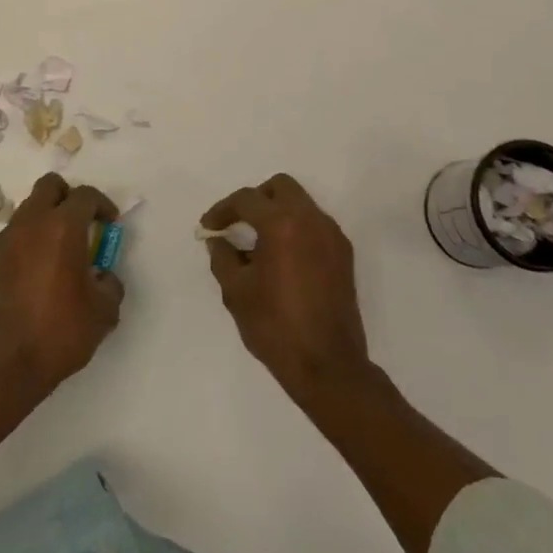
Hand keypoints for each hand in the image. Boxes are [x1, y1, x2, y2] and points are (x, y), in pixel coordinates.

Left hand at [0, 173, 124, 396]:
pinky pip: (18, 229)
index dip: (103, 205)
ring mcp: (9, 238)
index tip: (111, 223)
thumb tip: (102, 276)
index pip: (85, 196)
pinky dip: (33, 234)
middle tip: (84, 222)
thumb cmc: (61, 331)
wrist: (8, 363)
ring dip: (49, 214)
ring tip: (64, 246)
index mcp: (63, 227)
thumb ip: (110, 283)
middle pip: (50, 186)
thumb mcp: (103, 311)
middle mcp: (32, 222)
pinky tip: (44, 264)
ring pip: (31, 205)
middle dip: (69, 196)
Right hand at [203, 173, 371, 401]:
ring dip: (277, 213)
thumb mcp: (236, 292)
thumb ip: (222, 257)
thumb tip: (219, 240)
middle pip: (280, 187)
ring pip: (301, 204)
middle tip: (238, 224)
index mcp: (282, 224)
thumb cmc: (276, 327)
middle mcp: (311, 220)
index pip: (247, 199)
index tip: (209, 227)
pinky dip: (296, 229)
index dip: (223, 210)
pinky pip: (315, 225)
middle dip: (255, 200)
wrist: (329, 366)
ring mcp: (332, 236)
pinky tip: (282, 259)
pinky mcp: (344, 255)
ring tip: (258, 245)